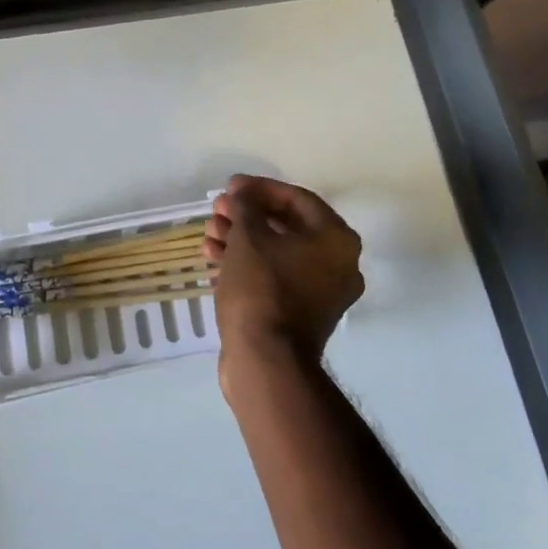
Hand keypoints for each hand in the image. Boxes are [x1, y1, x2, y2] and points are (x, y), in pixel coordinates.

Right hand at [205, 175, 363, 382]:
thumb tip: (240, 196)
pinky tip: (215, 261)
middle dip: (247, 215)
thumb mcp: (248, 236)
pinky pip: (274, 278)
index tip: (230, 187)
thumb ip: (245, 206)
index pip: (297, 198)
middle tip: (216, 210)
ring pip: (277, 254)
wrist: (266, 362)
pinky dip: (247, 266)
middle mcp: (338, 265)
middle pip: (287, 226)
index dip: (260, 188)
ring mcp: (321, 294)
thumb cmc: (262, 288)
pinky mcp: (300, 316)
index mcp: (336, 240)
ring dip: (242, 240)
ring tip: (209, 236)